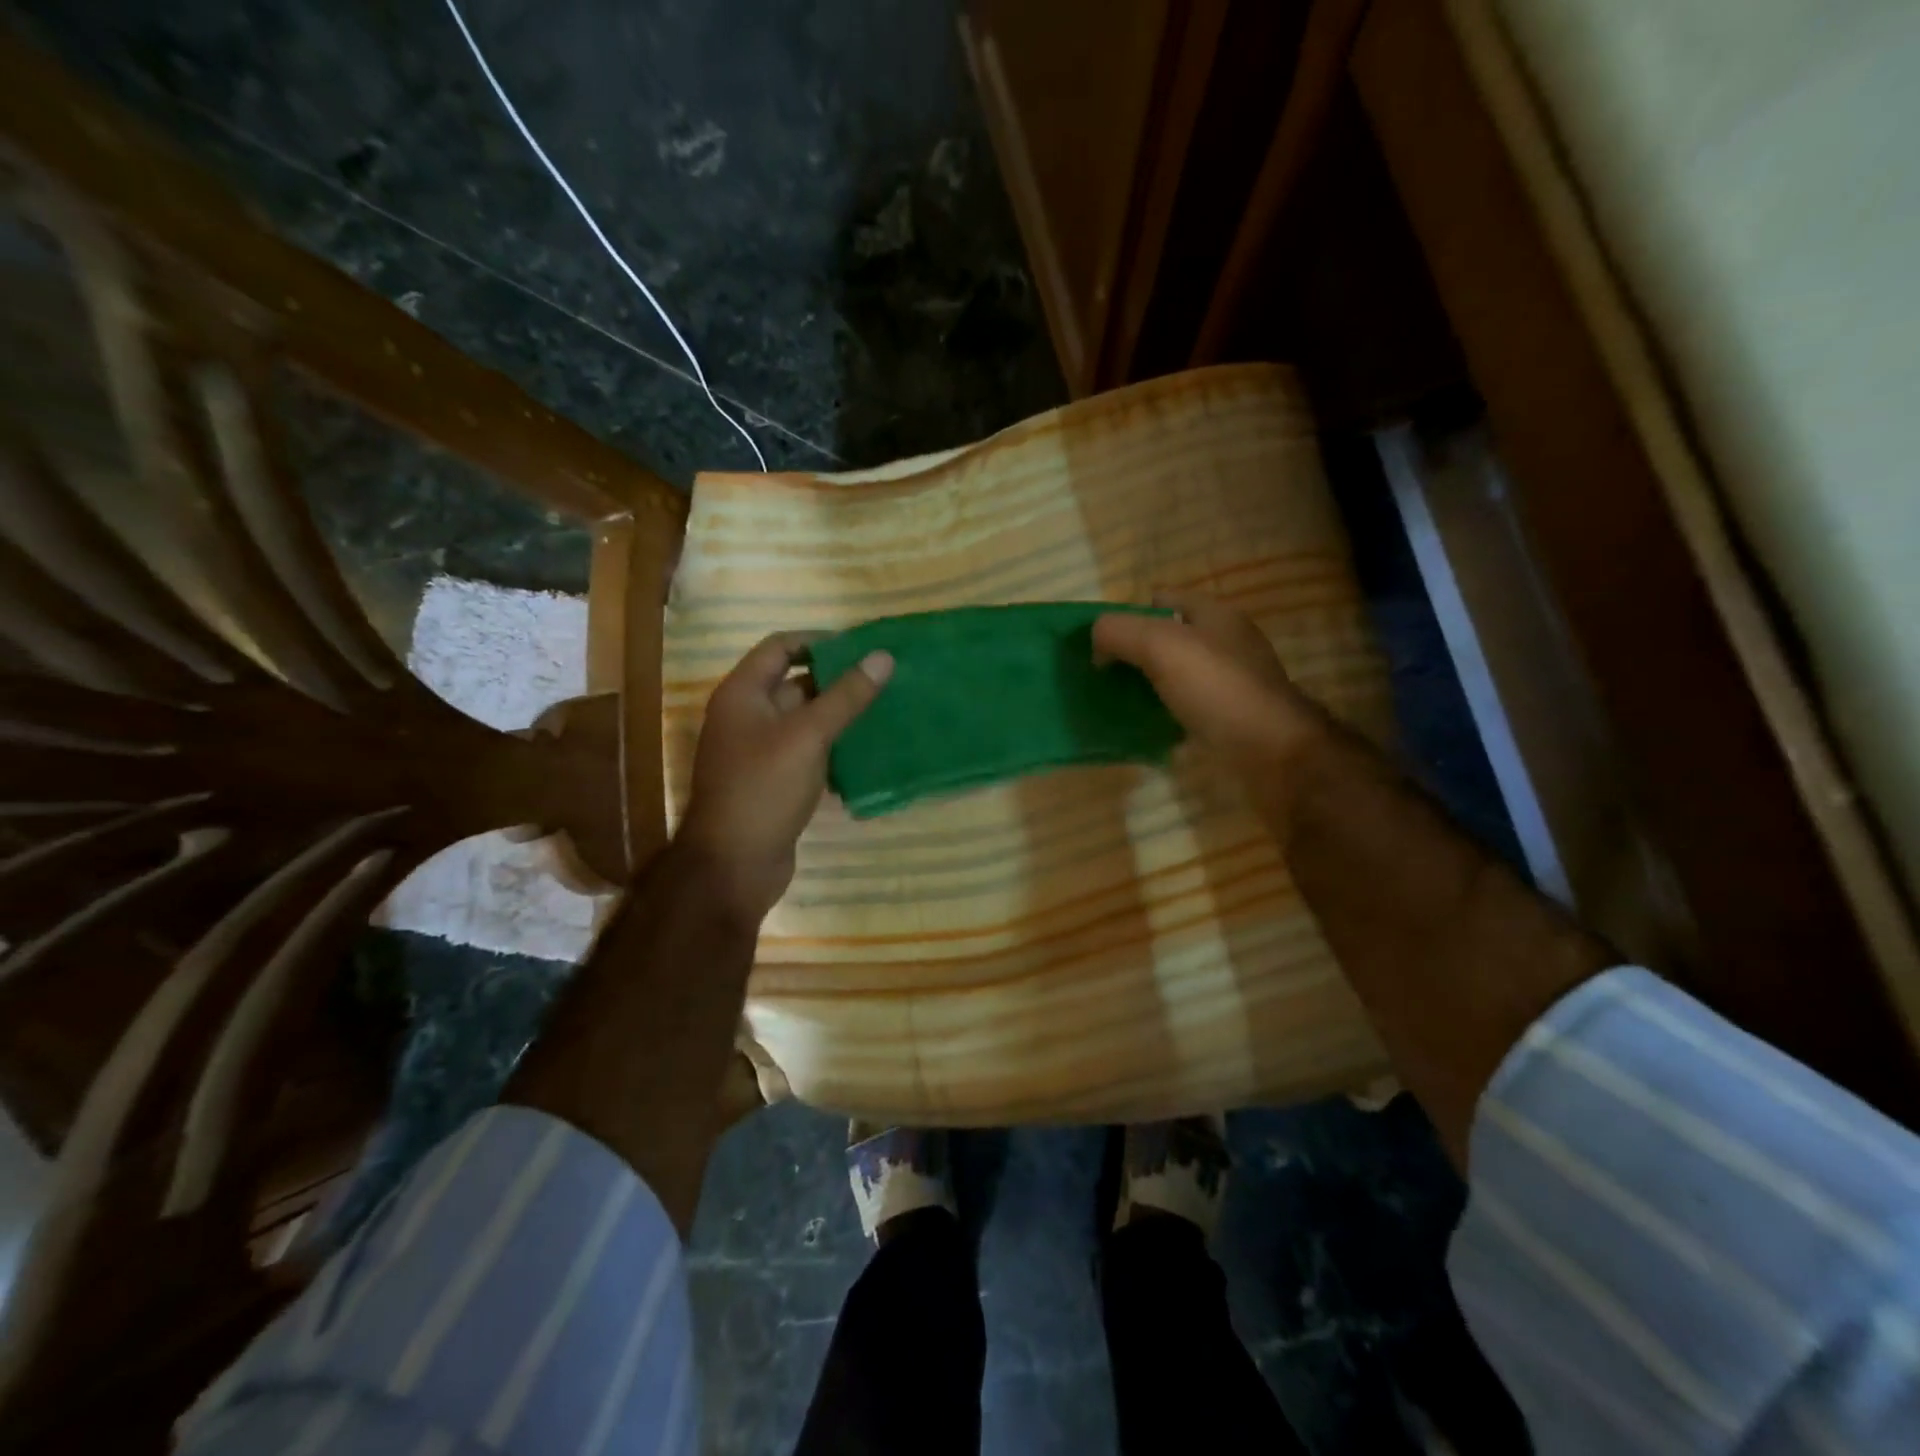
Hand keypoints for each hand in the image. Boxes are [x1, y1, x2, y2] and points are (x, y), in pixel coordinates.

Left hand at [677, 632, 892, 919]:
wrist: (734, 865)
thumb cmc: (764, 788)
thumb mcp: (808, 735)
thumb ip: (846, 696)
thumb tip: (883, 656)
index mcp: (743, 694)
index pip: (781, 647)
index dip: (820, 642)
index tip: (862, 648)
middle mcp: (747, 716)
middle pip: (796, 684)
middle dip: (838, 681)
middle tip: (884, 679)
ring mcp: (761, 751)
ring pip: (806, 721)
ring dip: (841, 715)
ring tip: (886, 710)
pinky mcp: (775, 781)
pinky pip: (808, 752)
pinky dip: (835, 747)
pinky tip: (869, 750)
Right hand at [1093, 593, 1328, 780]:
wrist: (1271, 752)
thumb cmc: (1217, 689)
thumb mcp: (1159, 645)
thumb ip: (1119, 632)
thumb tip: (1097, 644)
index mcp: (1215, 616)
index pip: (1164, 600)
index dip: (1131, 614)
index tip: (1104, 642)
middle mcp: (1226, 644)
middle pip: (1168, 638)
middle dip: (1135, 652)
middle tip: (1105, 673)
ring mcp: (1230, 683)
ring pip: (1176, 676)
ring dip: (1148, 686)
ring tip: (1118, 702)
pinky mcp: (1229, 719)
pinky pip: (1187, 708)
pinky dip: (1165, 715)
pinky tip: (1147, 728)